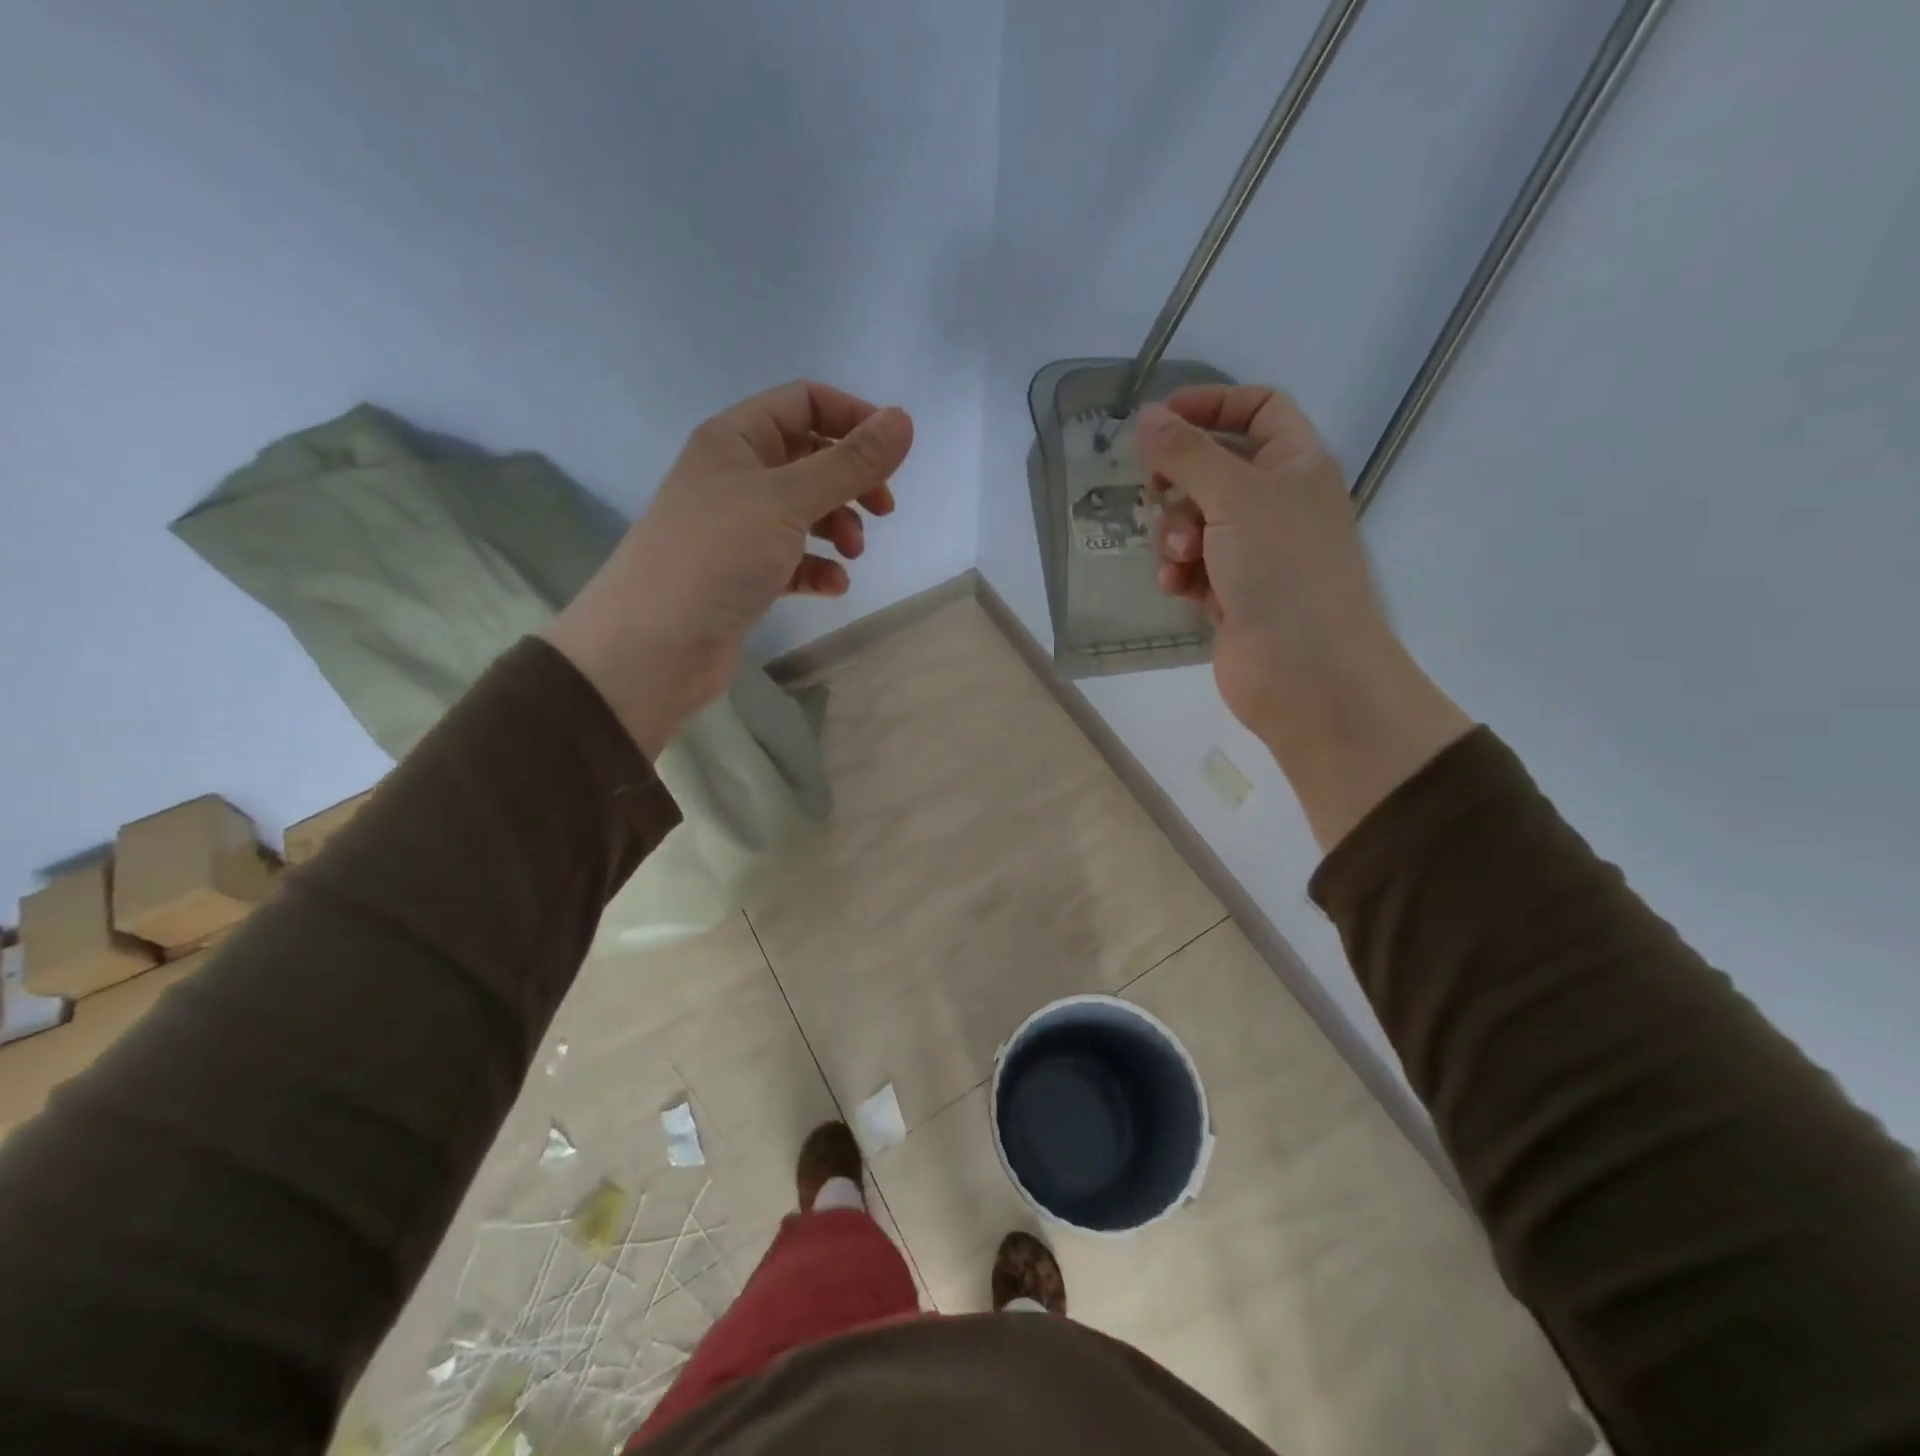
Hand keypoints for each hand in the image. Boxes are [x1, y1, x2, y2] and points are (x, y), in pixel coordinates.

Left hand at [547, 381, 913, 756]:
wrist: (653, 648)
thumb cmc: (716, 557)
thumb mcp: (787, 500)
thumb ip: (849, 463)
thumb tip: (904, 420)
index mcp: (735, 440)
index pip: (804, 403)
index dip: (852, 419)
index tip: (894, 454)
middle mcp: (736, 477)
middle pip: (810, 459)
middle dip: (851, 481)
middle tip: (882, 510)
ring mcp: (739, 529)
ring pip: (806, 512)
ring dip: (839, 527)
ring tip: (852, 555)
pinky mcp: (745, 576)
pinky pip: (794, 560)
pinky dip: (818, 568)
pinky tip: (832, 586)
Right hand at [1135, 385, 1469, 846]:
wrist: (1305, 673)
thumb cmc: (1282, 571)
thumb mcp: (1234, 497)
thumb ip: (1186, 453)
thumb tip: (1145, 415)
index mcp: (1296, 465)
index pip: (1258, 409)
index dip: (1211, 405)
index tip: (1160, 420)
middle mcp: (1276, 503)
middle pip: (1213, 468)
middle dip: (1179, 484)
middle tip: (1157, 494)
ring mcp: (1253, 552)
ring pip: (1194, 521)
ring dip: (1174, 536)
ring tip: (1180, 561)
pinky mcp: (1230, 594)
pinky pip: (1192, 566)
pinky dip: (1179, 572)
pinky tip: (1176, 588)